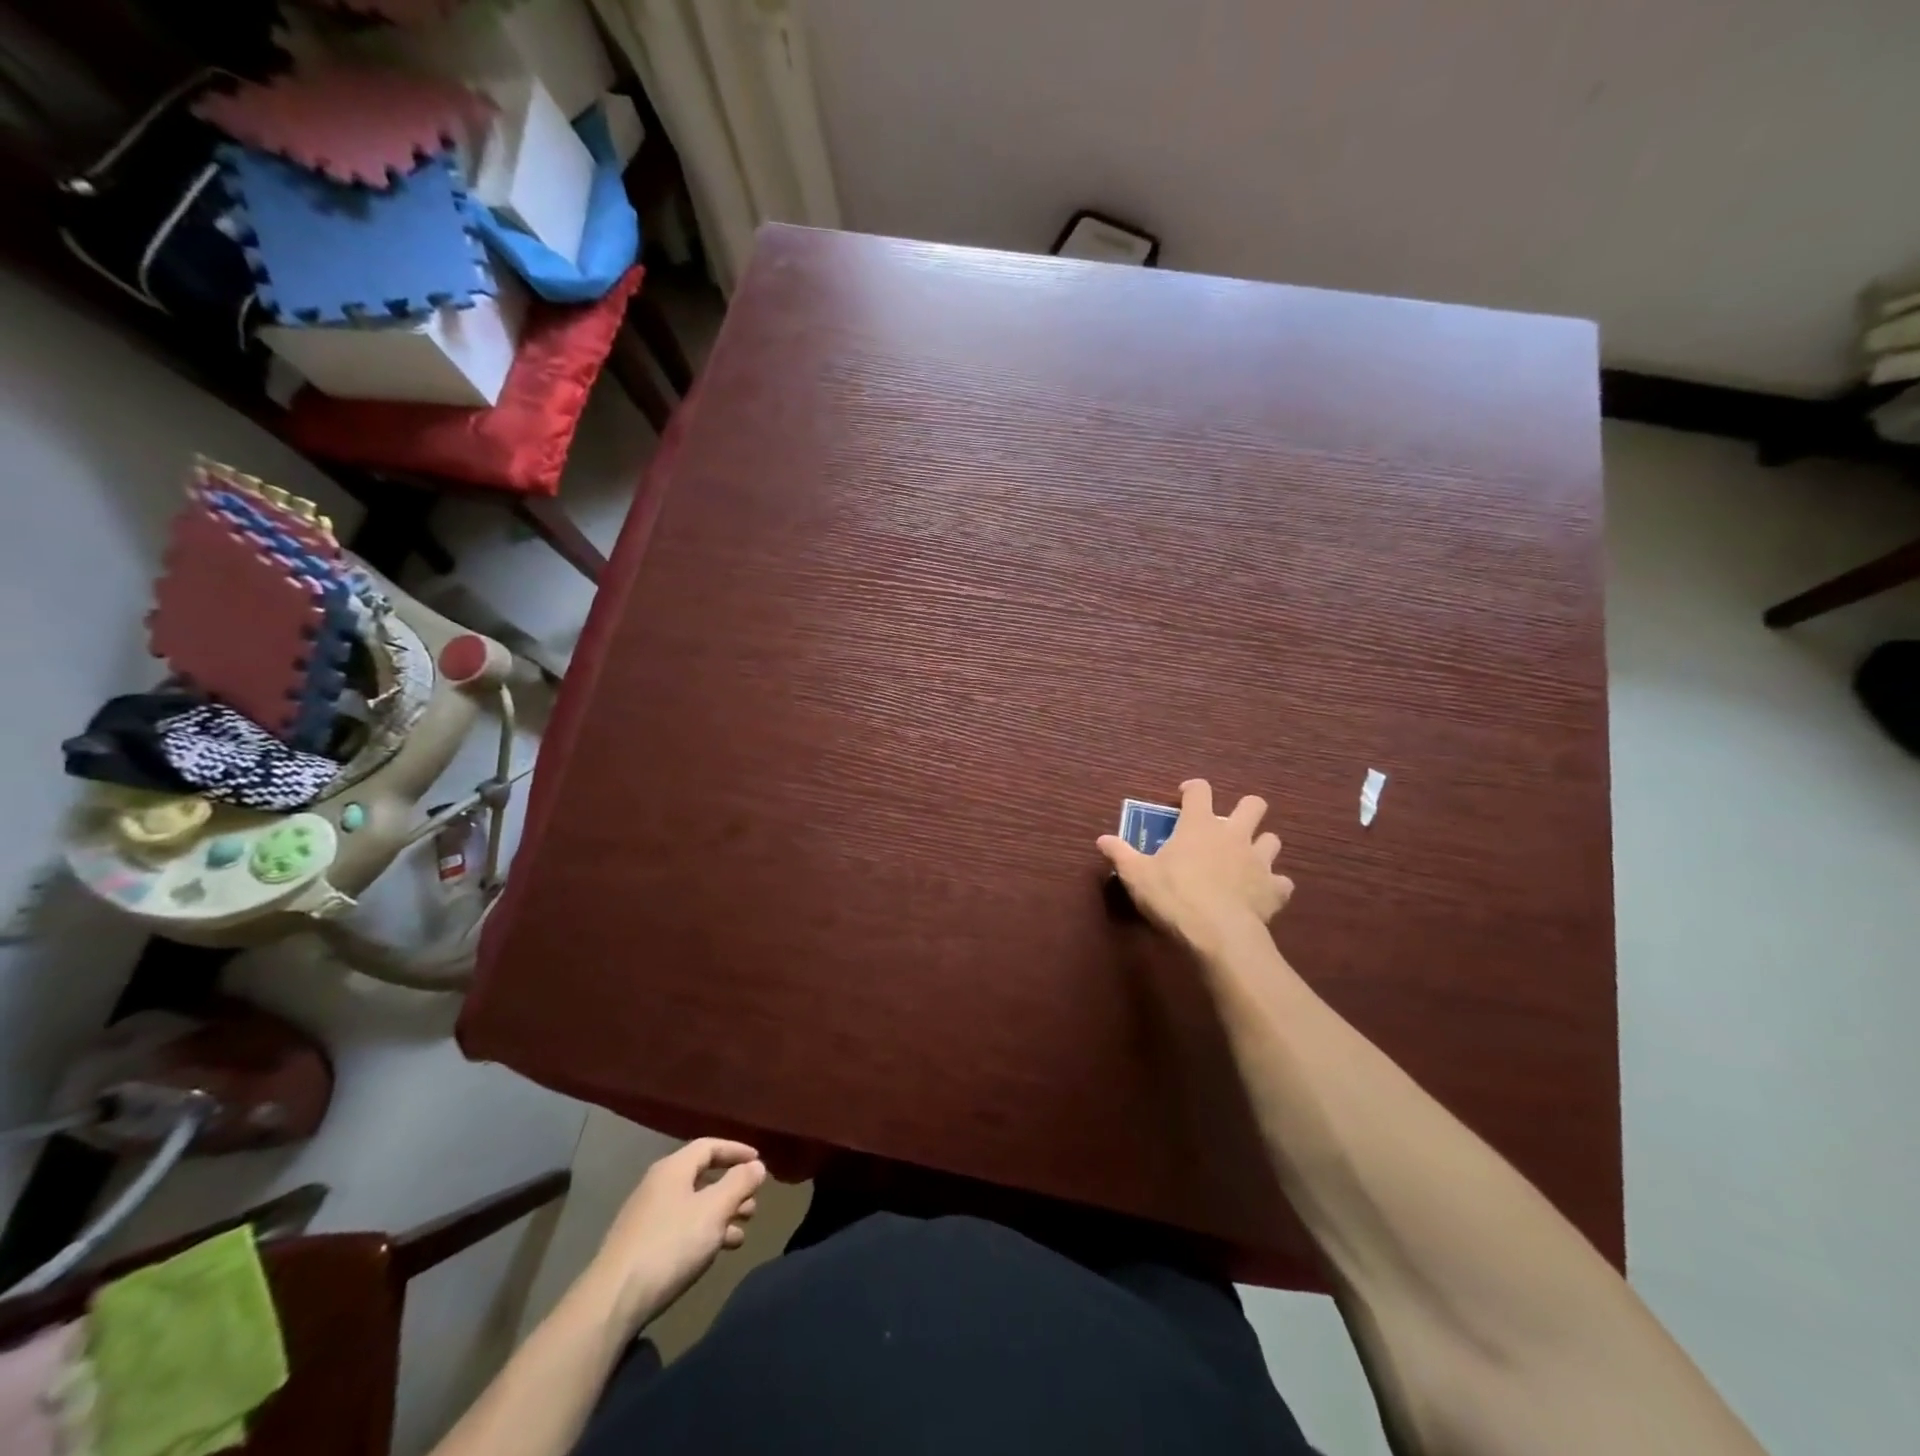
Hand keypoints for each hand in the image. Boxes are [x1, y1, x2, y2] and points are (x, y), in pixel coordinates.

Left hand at [586, 1138, 765, 1333]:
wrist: (612, 1302)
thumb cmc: (670, 1244)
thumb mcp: (714, 1210)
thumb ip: (739, 1183)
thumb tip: (756, 1165)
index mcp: (673, 1169)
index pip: (709, 1146)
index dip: (736, 1151)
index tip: (759, 1162)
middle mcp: (657, 1186)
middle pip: (701, 1177)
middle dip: (731, 1189)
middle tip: (753, 1204)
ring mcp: (646, 1217)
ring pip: (693, 1206)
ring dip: (720, 1215)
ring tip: (741, 1233)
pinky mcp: (640, 1247)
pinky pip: (680, 1228)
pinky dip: (702, 1233)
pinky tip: (716, 1252)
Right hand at [1097, 779, 1293, 955]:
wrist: (1217, 933)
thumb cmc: (1173, 895)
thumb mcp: (1136, 875)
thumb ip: (1120, 854)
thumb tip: (1101, 839)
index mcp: (1199, 824)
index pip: (1200, 790)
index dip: (1193, 789)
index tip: (1184, 797)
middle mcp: (1234, 834)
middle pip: (1253, 805)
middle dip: (1245, 810)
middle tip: (1227, 826)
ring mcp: (1258, 861)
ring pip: (1272, 840)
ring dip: (1261, 846)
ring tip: (1246, 860)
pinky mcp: (1274, 889)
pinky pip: (1282, 882)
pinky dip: (1273, 886)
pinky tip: (1262, 895)